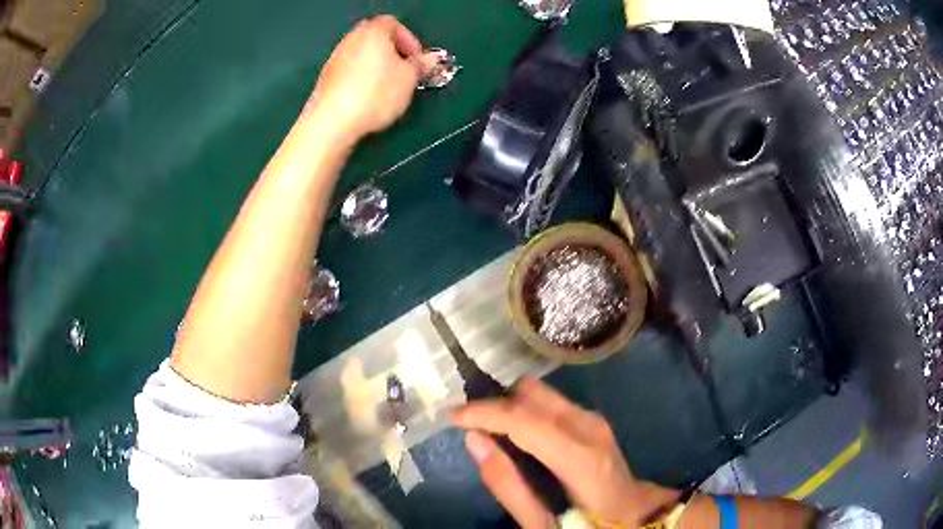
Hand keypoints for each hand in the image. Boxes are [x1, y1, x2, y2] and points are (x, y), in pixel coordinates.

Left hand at [305, 16, 424, 144]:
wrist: (332, 121)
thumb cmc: (376, 93)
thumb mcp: (409, 79)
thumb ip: (420, 65)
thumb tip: (429, 58)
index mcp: (374, 31)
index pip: (394, 24)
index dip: (409, 40)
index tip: (416, 60)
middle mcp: (351, 39)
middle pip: (375, 37)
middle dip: (391, 51)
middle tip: (403, 70)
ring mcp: (335, 58)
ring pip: (361, 54)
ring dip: (375, 65)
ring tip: (386, 86)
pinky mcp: (325, 78)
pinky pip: (349, 70)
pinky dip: (360, 77)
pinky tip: (367, 97)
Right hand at [452, 378, 673, 527]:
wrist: (633, 515)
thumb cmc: (588, 524)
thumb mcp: (542, 523)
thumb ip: (507, 484)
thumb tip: (474, 440)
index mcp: (580, 457)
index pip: (525, 420)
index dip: (485, 413)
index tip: (453, 416)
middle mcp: (588, 426)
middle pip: (532, 394)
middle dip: (496, 404)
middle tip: (471, 427)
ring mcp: (594, 419)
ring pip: (540, 393)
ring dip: (509, 405)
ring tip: (489, 431)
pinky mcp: (592, 419)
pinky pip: (549, 402)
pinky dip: (524, 411)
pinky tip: (515, 434)